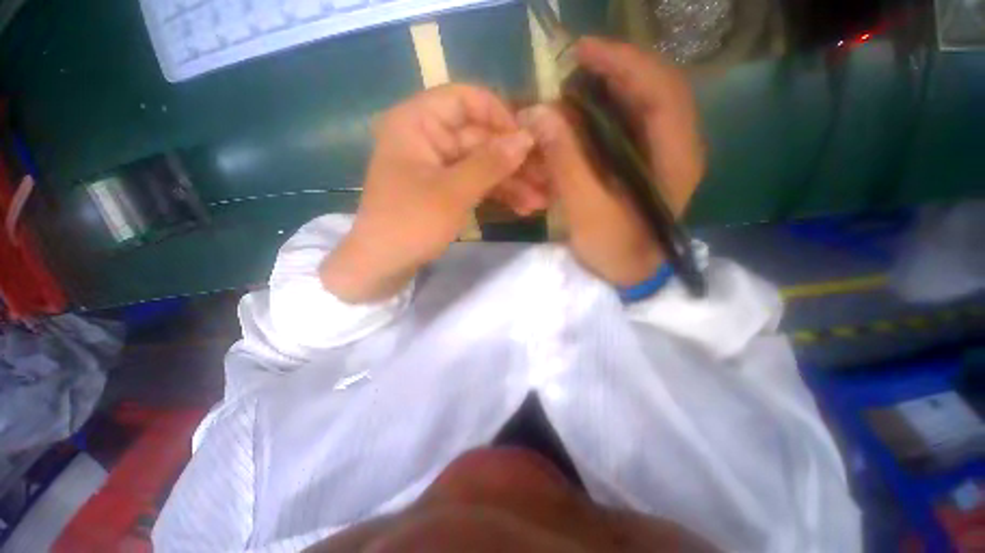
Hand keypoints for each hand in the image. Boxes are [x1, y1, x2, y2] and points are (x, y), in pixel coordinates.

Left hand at [321, 85, 535, 302]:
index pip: (466, 100)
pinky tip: (522, 206)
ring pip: (480, 164)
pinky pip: (474, 183)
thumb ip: (490, 162)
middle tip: (546, 177)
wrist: (381, 266)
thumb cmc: (411, 224)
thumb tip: (526, 138)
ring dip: (510, 182)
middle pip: (479, 138)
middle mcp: (427, 138)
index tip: (528, 140)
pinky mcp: (442, 190)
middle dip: (513, 160)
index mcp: (418, 123)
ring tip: (540, 199)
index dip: (500, 116)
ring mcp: (436, 166)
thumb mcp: (454, 192)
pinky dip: (496, 194)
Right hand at [522, 37, 704, 286]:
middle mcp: (679, 147)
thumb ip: (565, 161)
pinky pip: (634, 124)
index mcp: (675, 158)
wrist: (631, 275)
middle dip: (617, 69)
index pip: (660, 89)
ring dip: (613, 88)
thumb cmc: (614, 249)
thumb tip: (538, 114)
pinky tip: (586, 114)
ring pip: (645, 103)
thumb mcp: (586, 209)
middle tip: (576, 65)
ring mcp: (666, 155)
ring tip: (578, 85)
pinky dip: (610, 112)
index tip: (582, 51)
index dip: (623, 62)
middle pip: (656, 88)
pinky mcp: (650, 165)